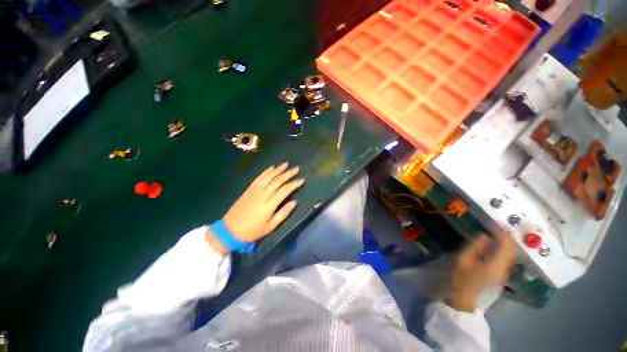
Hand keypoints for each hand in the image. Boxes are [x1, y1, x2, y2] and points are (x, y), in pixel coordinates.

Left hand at [206, 163, 303, 252]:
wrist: (231, 229)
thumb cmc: (253, 230)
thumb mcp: (271, 226)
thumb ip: (283, 213)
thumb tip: (295, 202)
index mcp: (270, 203)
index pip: (285, 189)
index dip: (294, 184)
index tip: (302, 180)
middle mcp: (264, 193)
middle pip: (278, 180)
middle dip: (288, 173)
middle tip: (296, 168)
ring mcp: (255, 189)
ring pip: (269, 176)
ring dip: (278, 169)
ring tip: (286, 164)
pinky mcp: (249, 188)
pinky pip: (259, 177)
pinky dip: (266, 171)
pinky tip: (271, 168)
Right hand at [446, 233, 515, 311]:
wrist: (464, 297)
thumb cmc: (460, 277)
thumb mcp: (463, 259)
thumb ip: (475, 246)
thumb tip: (485, 235)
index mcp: (495, 264)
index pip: (505, 246)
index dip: (503, 233)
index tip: (497, 223)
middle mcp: (504, 268)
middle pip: (511, 250)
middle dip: (507, 237)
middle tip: (498, 226)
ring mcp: (504, 273)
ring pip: (511, 254)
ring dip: (507, 243)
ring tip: (498, 233)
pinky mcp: (501, 274)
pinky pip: (507, 259)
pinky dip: (504, 250)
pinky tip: (497, 246)